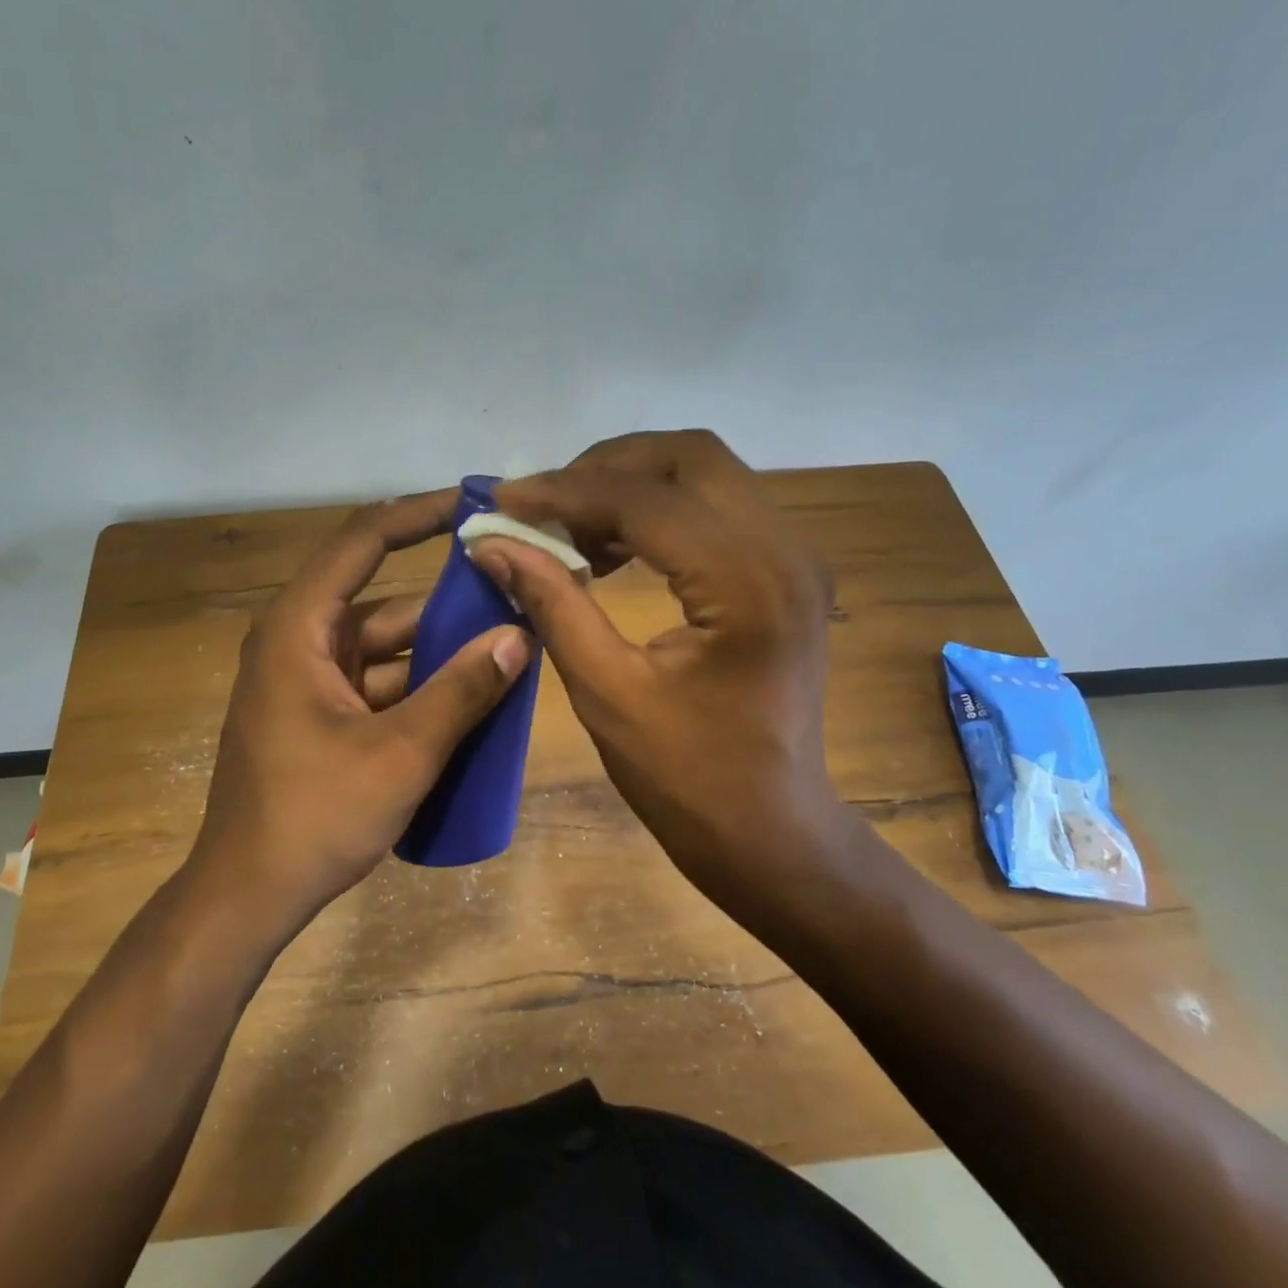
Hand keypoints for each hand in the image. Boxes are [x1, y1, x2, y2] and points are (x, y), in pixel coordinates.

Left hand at [191, 491, 531, 936]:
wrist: (247, 897)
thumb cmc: (313, 817)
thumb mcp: (400, 753)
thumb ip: (462, 691)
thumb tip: (519, 636)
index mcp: (299, 628)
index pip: (363, 542)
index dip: (418, 516)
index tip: (472, 506)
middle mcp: (300, 641)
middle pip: (385, 600)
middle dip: (451, 603)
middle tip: (517, 594)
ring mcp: (310, 680)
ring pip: (389, 648)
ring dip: (443, 652)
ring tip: (512, 648)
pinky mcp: (321, 715)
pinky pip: (382, 683)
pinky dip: (423, 687)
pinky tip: (475, 699)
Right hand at [469, 431, 847, 911]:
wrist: (772, 832)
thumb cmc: (688, 778)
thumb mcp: (607, 691)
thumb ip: (552, 603)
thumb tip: (492, 544)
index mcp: (744, 580)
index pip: (643, 498)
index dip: (563, 491)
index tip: (502, 500)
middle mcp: (784, 548)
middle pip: (690, 456)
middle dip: (606, 468)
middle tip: (545, 507)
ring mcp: (795, 557)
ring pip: (708, 473)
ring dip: (634, 485)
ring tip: (573, 530)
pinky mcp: (788, 573)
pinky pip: (720, 509)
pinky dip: (662, 511)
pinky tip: (616, 551)